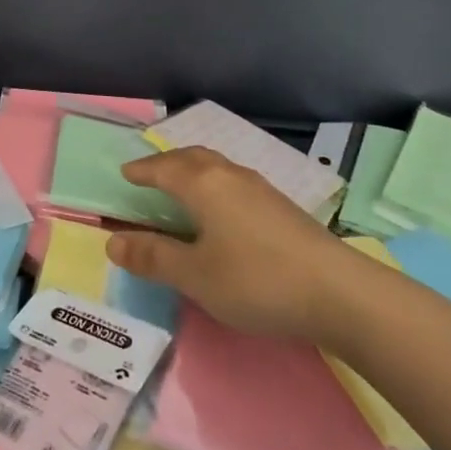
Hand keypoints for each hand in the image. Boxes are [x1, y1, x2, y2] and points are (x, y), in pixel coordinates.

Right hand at [105, 147, 353, 344]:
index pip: (163, 168)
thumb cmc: (256, 280)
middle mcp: (230, 175)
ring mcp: (260, 188)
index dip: (142, 170)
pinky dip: (214, 184)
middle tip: (150, 175)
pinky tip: (223, 210)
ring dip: (193, 170)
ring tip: (183, 188)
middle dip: (167, 163)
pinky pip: (234, 181)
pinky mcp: (281, 206)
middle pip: (192, 158)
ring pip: (217, 167)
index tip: (125, 173)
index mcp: (204, 185)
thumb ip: (154, 257)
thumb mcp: (196, 275)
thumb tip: (112, 240)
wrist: (338, 291)